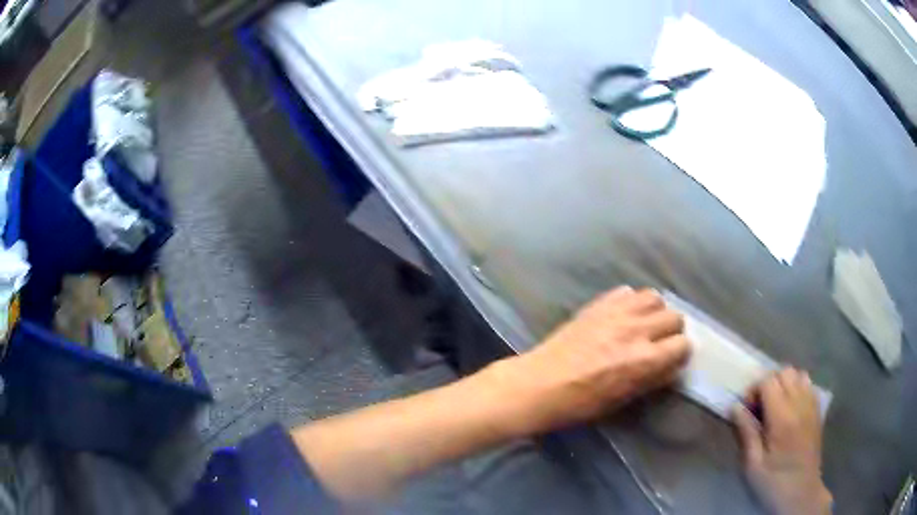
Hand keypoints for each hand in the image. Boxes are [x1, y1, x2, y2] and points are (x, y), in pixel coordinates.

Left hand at [493, 286, 690, 435]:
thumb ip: (652, 378)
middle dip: (672, 331)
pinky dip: (631, 301)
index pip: (683, 344)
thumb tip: (671, 366)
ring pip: (654, 297)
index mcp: (644, 360)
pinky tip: (622, 315)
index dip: (680, 353)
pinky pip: (627, 291)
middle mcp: (636, 330)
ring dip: (654, 311)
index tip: (673, 358)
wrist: (539, 384)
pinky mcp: (598, 304)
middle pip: (674, 316)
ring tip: (643, 325)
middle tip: (659, 342)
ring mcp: (617, 312)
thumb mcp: (622, 399)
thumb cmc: (580, 402)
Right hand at [731, 368, 832, 514]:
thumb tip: (735, 407)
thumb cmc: (774, 482)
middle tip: (759, 408)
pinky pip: (808, 384)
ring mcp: (812, 405)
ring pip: (798, 374)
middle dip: (768, 384)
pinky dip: (797, 388)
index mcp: (782, 418)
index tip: (746, 410)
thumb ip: (746, 433)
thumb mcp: (753, 465)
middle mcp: (800, 404)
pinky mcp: (817, 410)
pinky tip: (789, 409)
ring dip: (784, 384)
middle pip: (784, 372)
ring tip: (775, 406)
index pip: (768, 381)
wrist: (801, 492)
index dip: (754, 390)